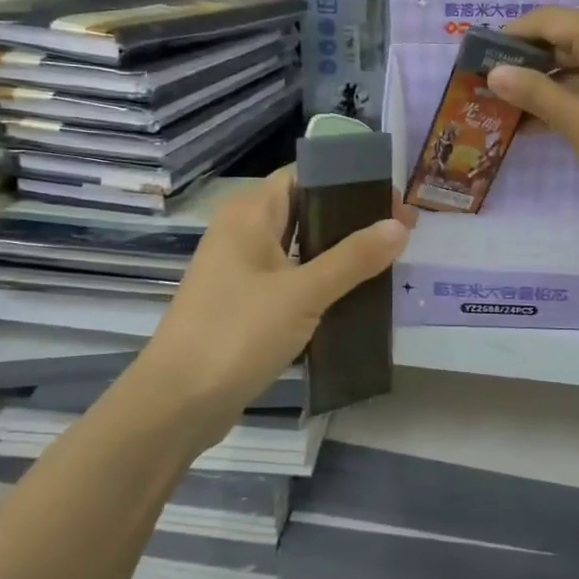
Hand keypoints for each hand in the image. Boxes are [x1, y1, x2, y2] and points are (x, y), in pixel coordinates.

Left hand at [132, 167, 409, 445]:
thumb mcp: (302, 293)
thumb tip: (399, 226)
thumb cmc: (237, 333)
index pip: (304, 175)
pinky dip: (322, 281)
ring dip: (339, 252)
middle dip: (352, 218)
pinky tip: (355, 296)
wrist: (177, 403)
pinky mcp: (245, 303)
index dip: (350, 181)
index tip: (393, 199)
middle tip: (401, 232)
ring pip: (300, 247)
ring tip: (388, 260)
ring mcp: (241, 270)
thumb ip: (353, 258)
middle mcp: (243, 232)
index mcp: (249, 213)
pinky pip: (291, 279)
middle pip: (305, 209)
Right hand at [487, 6, 578, 208]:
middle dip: (524, 61)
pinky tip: (539, 121)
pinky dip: (567, 94)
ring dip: (543, 82)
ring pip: (576, 61)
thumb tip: (494, 72)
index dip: (508, 35)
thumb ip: (534, 91)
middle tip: (487, 85)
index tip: (477, 57)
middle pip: (561, 37)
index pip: (545, 20)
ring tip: (506, 107)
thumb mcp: (576, 119)